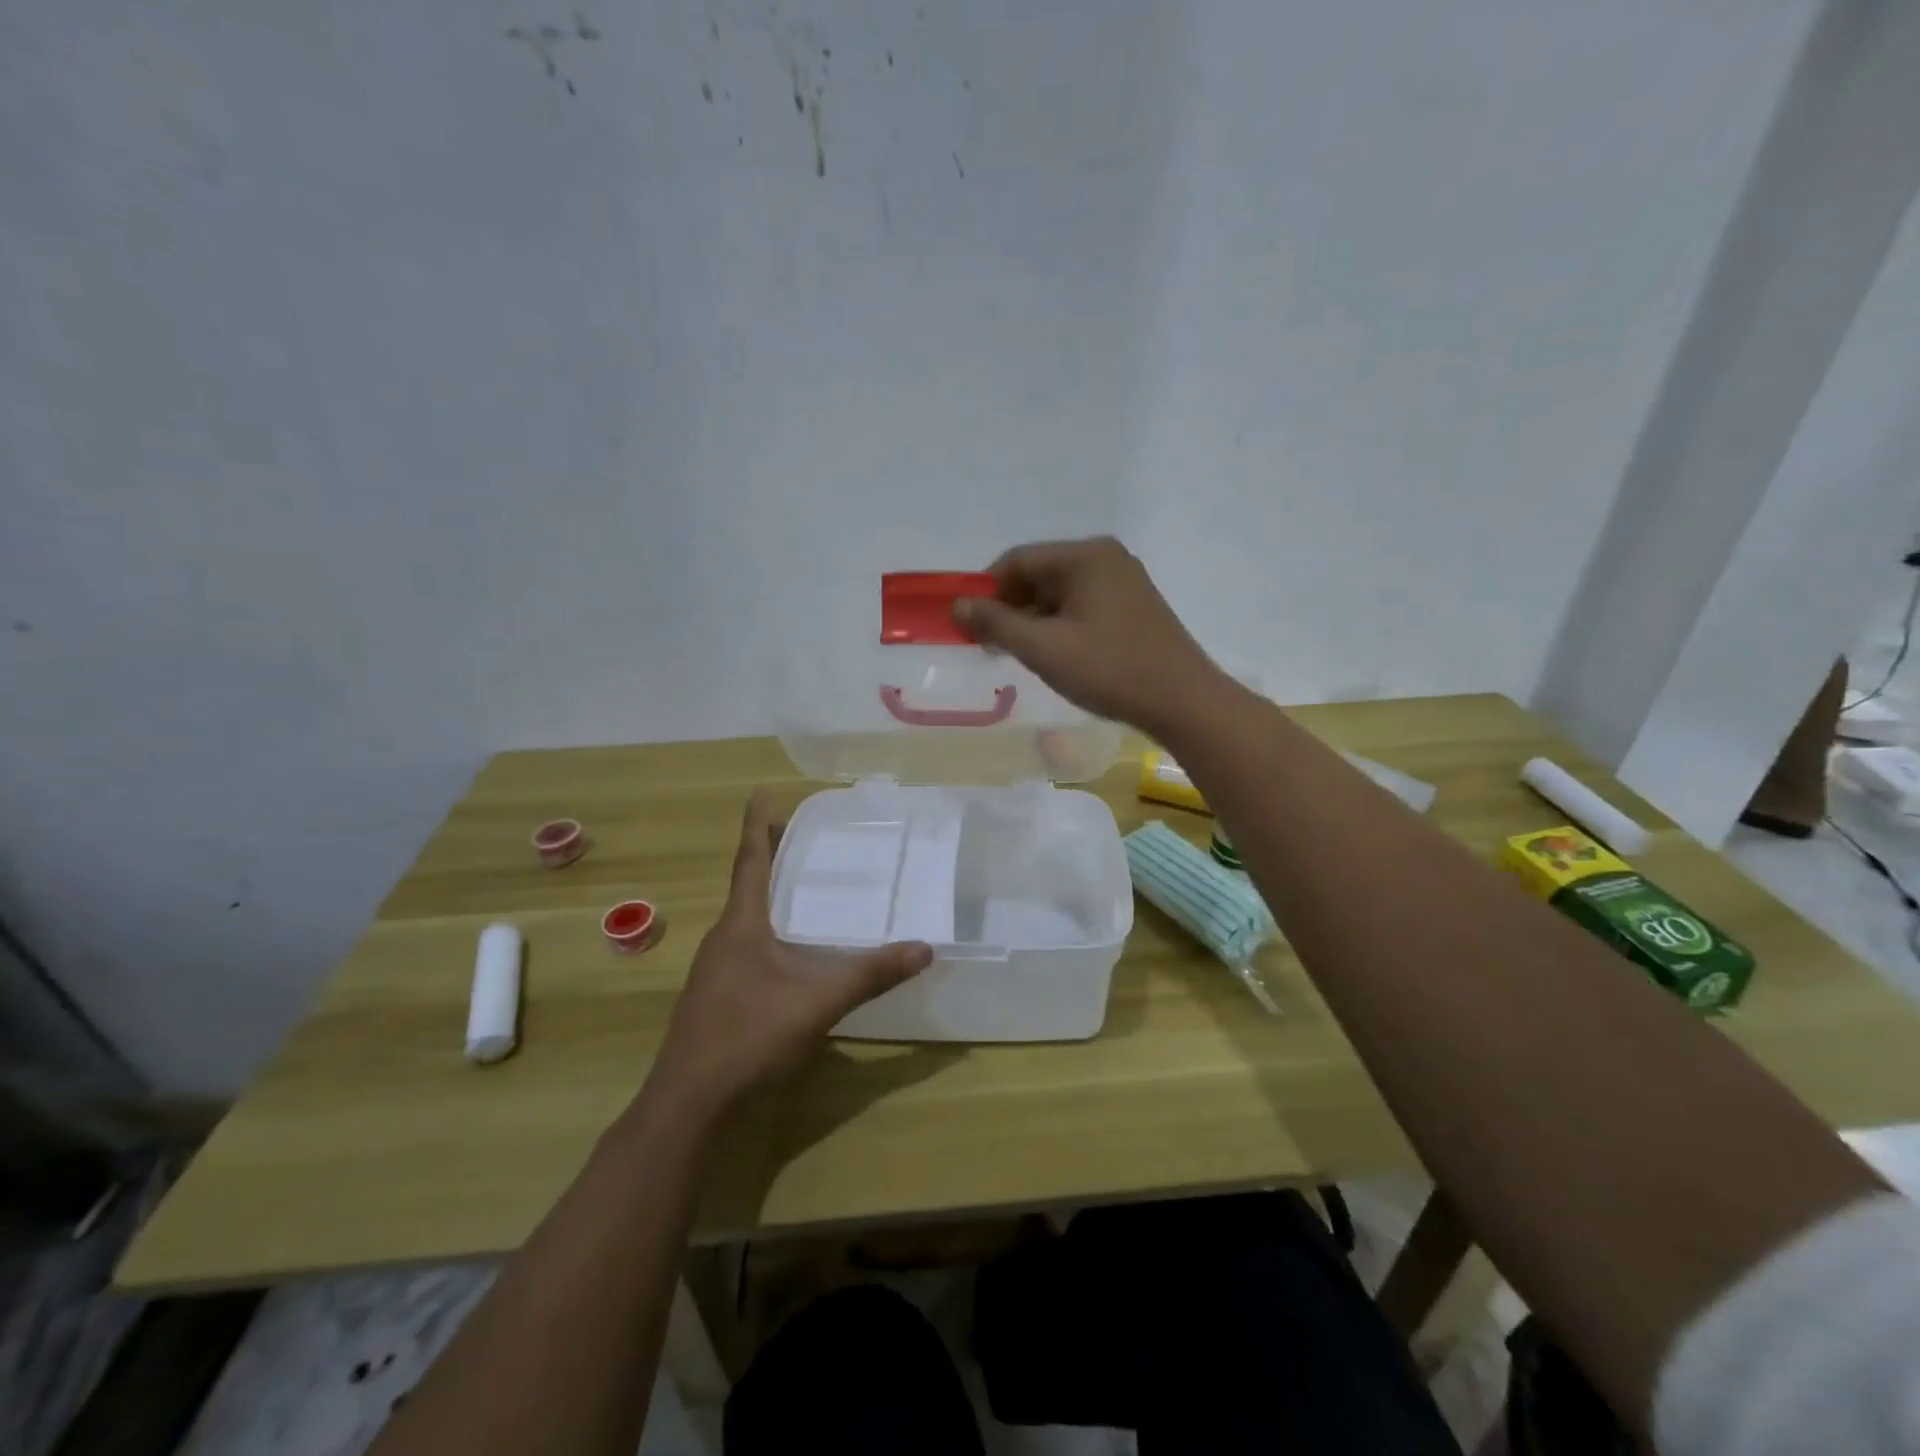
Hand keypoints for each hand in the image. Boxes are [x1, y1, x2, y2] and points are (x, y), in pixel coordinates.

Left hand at [643, 792, 932, 1122]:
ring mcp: (714, 969)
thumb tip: (925, 948)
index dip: (758, 825)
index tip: (759, 792)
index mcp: (741, 926)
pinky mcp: (714, 995)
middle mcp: (723, 938)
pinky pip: (743, 945)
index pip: (750, 861)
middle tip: (798, 834)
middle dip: (768, 855)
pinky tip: (786, 951)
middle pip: (746, 884)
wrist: (688, 1103)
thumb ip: (871, 975)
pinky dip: (765, 929)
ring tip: (797, 885)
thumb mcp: (818, 1003)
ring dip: (767, 894)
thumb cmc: (749, 1036)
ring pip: (743, 917)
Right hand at [954, 537, 1223, 735]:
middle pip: (1039, 575)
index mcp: (1086, 556)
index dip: (985, 590)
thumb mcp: (1043, 648)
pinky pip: (1081, 608)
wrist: (1182, 702)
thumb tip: (958, 606)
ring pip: (1060, 595)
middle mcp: (1106, 559)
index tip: (966, 624)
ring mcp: (1124, 583)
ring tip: (1014, 656)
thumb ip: (996, 624)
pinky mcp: (1133, 609)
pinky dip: (1057, 627)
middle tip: (987, 645)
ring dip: (1031, 621)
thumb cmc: (1109, 669)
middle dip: (1008, 608)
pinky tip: (1050, 656)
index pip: (1018, 560)